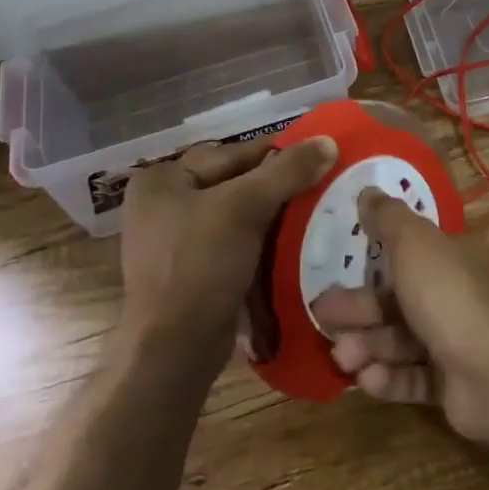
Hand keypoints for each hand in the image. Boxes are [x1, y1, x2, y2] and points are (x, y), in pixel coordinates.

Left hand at [120, 134, 337, 374]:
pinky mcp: (187, 272)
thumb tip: (328, 140)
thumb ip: (287, 171)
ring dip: (270, 214)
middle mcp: (160, 204)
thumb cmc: (201, 264)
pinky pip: (231, 242)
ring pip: (234, 214)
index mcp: (161, 179)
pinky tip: (289, 243)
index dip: (276, 154)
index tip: (317, 156)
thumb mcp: (246, 208)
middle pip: (232, 182)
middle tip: (318, 184)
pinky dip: (258, 240)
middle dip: (274, 186)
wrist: (175, 349)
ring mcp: (171, 240)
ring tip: (311, 212)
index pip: (231, 154)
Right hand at [311, 189, 488, 442]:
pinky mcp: (453, 386)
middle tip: (322, 318)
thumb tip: (368, 190)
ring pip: (402, 340)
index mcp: (454, 257)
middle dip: (359, 309)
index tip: (336, 268)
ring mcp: (457, 342)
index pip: (409, 253)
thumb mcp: (414, 243)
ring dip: (368, 346)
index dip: (372, 260)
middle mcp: (457, 296)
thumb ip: (388, 218)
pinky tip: (367, 380)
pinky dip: (389, 378)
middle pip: (398, 299)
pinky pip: (413, 377)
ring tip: (342, 357)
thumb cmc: (450, 296)